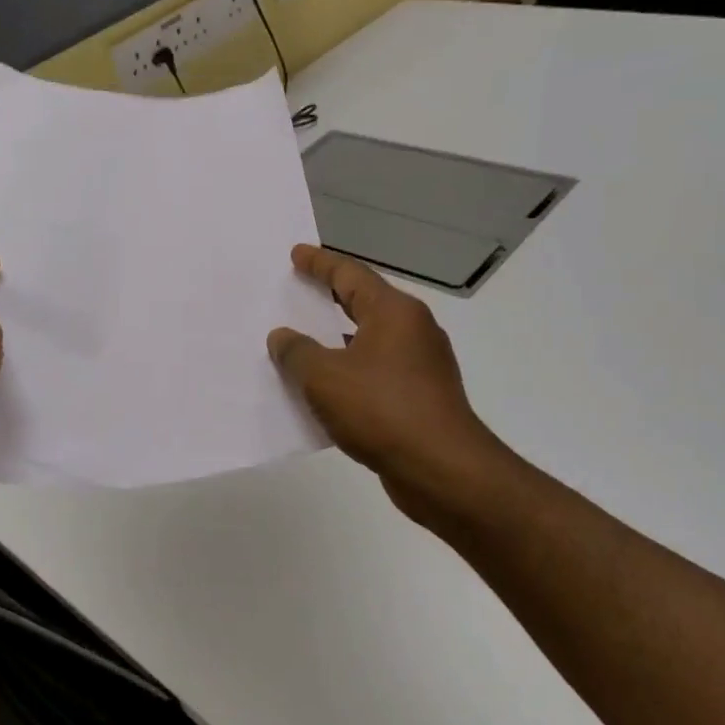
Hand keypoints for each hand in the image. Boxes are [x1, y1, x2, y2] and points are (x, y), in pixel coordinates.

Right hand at [268, 245, 509, 526]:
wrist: (442, 470)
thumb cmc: (382, 410)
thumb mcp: (324, 377)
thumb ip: (297, 352)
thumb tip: (283, 337)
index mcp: (394, 313)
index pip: (351, 275)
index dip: (320, 263)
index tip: (297, 254)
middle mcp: (412, 331)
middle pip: (363, 304)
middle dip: (327, 299)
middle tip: (295, 293)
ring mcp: (420, 366)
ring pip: (367, 341)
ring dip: (334, 341)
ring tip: (298, 345)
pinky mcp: (420, 398)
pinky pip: (374, 373)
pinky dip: (347, 373)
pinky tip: (321, 390)